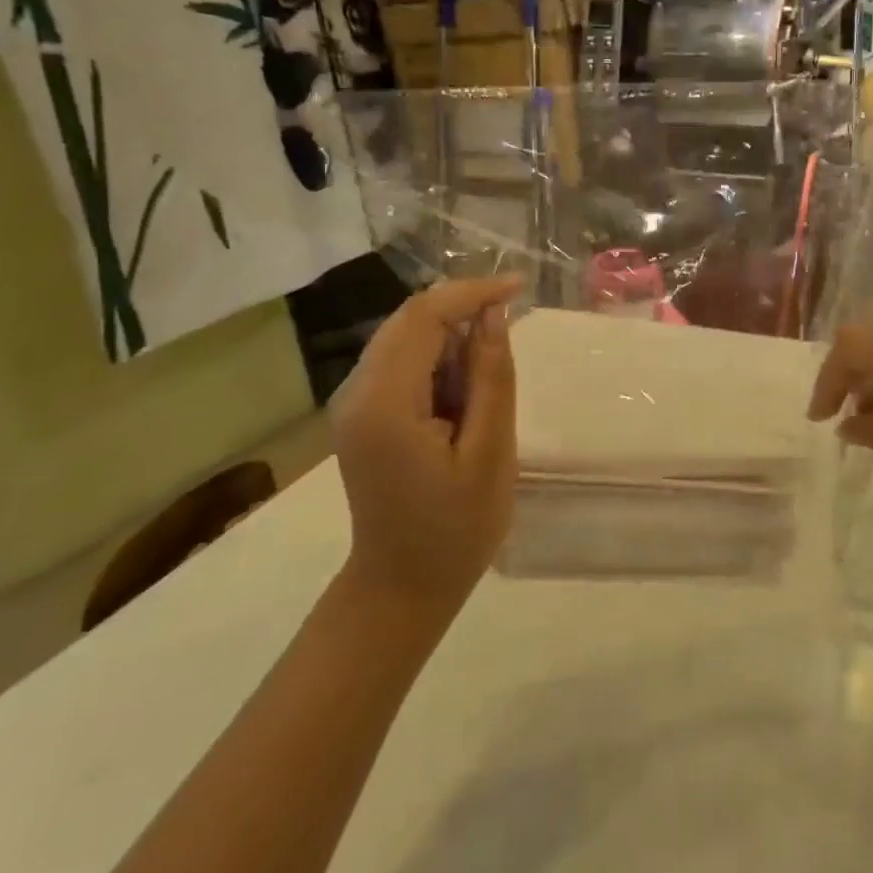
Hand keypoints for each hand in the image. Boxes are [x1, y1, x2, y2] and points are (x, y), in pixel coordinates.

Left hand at [330, 277, 520, 608]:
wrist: (402, 587)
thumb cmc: (455, 530)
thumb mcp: (490, 453)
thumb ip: (491, 377)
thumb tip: (494, 314)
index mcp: (385, 403)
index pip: (422, 317)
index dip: (471, 292)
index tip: (519, 286)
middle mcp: (356, 392)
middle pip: (409, 321)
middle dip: (463, 312)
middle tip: (511, 330)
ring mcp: (354, 403)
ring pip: (406, 339)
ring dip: (452, 340)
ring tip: (490, 381)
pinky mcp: (362, 415)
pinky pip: (402, 365)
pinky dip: (439, 362)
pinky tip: (466, 394)